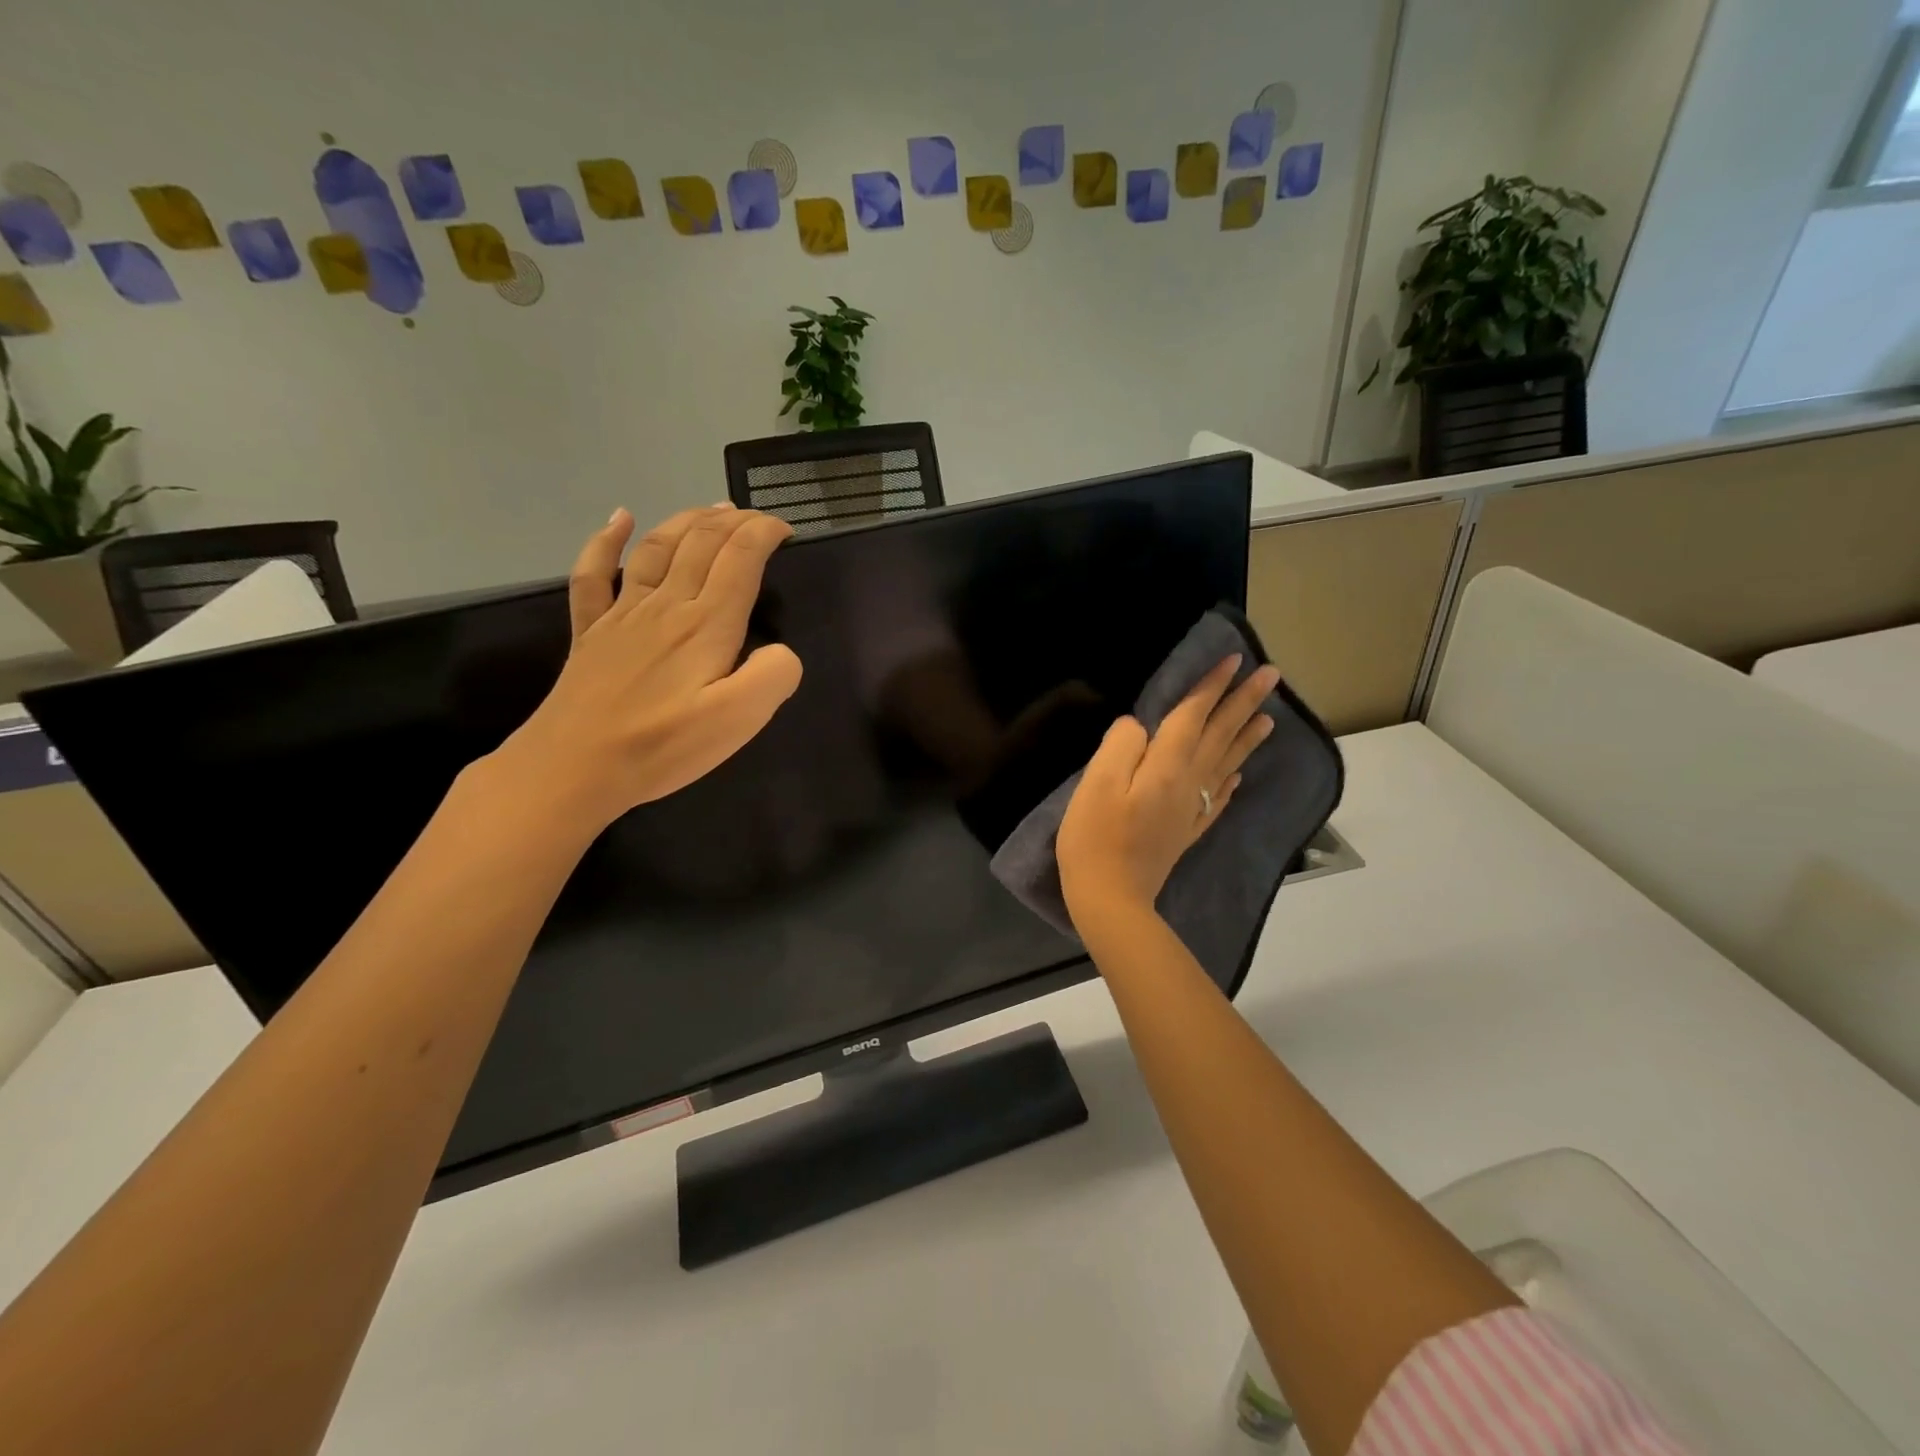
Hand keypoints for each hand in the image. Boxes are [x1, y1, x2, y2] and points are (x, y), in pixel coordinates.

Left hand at [496, 505, 802, 828]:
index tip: (786, 530)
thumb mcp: (739, 719)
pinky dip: (605, 540)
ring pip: (656, 548)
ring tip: (710, 509)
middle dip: (733, 521)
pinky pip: (593, 574)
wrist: (576, 767)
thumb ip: (773, 676)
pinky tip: (618, 519)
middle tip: (756, 518)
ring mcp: (623, 614)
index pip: (740, 558)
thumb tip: (781, 651)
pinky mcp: (591, 632)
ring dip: (686, 521)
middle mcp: (666, 605)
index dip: (764, 533)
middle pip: (701, 543)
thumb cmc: (663, 745)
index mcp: (706, 624)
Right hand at [1056, 656, 1279, 929]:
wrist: (1110, 898)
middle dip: (1244, 701)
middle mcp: (1188, 782)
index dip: (1212, 686)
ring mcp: (1191, 809)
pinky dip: (1232, 780)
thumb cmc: (1095, 838)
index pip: (1194, 715)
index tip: (1235, 660)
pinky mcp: (1187, 830)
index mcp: (1166, 766)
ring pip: (1227, 763)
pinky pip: (1219, 798)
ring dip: (1248, 736)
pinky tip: (1239, 775)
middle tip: (1272, 675)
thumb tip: (1138, 725)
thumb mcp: (1096, 784)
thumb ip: (1120, 746)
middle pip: (1220, 734)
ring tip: (1269, 717)